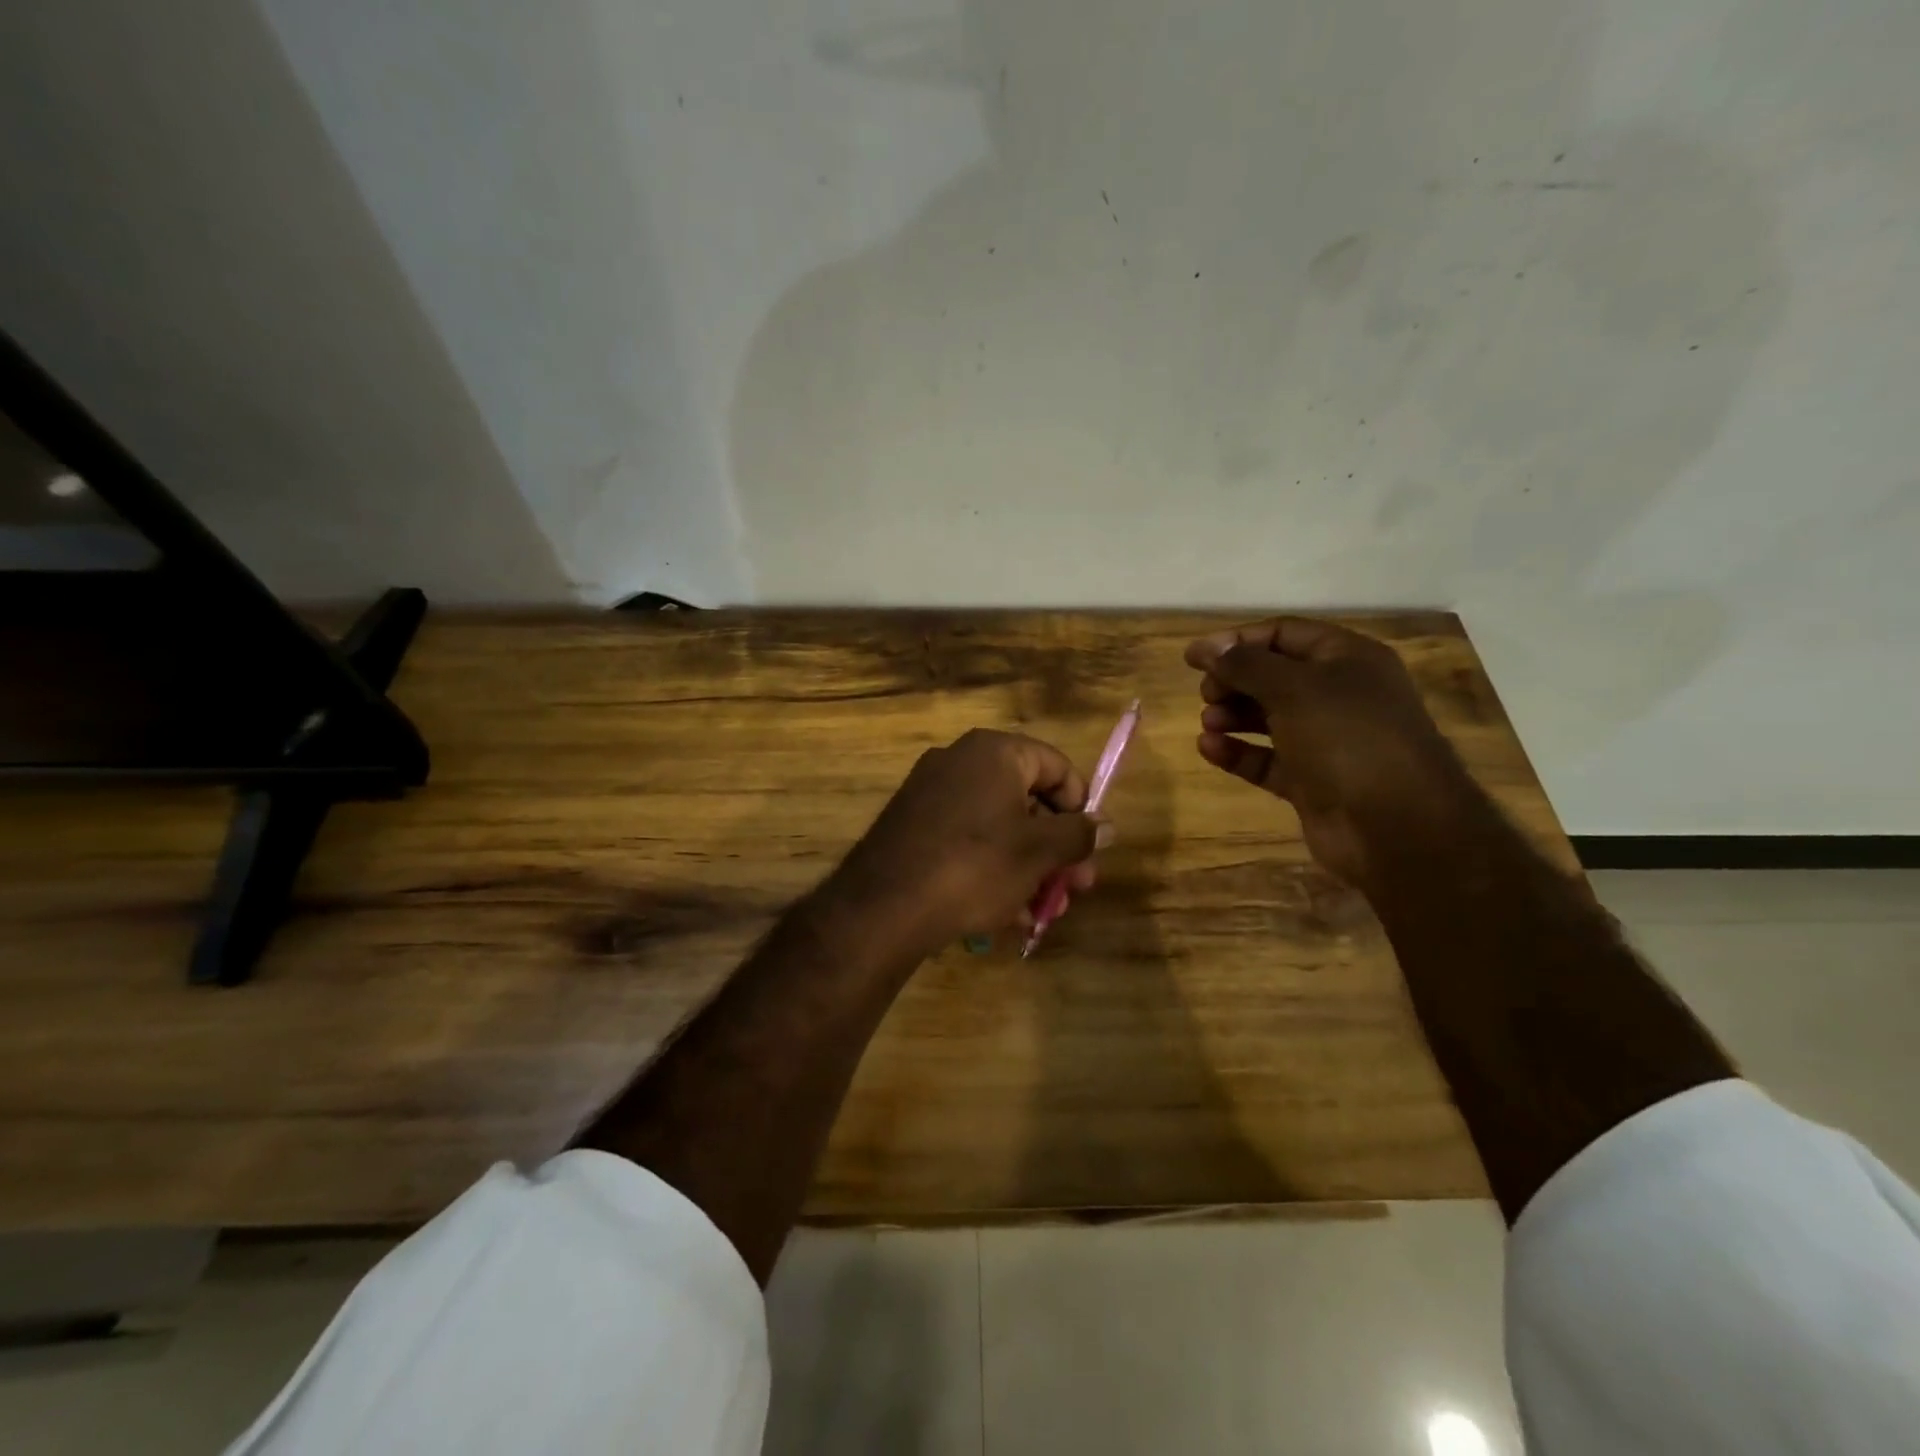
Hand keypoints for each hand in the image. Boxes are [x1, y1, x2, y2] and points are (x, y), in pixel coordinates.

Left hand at [824, 729, 1111, 960]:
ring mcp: (931, 793)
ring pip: (998, 826)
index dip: (1080, 808)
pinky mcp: (912, 826)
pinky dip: (991, 869)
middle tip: (1074, 889)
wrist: (884, 906)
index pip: (1056, 766)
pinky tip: (1005, 914)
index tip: (1087, 849)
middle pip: (1028, 799)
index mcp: (994, 753)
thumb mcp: (1038, 852)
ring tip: (1043, 911)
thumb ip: (1079, 835)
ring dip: (1028, 867)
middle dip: (1056, 848)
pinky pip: (967, 840)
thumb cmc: (975, 866)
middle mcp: (960, 761)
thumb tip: (1107, 826)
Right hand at [1184, 618, 1475, 886]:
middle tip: (1206, 694)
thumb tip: (1206, 646)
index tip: (1194, 657)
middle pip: (1274, 675)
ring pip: (1269, 718)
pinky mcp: (1311, 781)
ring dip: (1233, 715)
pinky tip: (1209, 748)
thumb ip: (1245, 664)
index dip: (1238, 640)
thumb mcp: (1294, 688)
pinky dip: (1238, 752)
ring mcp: (1326, 741)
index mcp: (1347, 659)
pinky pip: (1267, 759)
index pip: (1284, 634)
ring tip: (1208, 722)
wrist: (1396, 827)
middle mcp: (1339, 695)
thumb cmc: (1347, 739)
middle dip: (1235, 680)